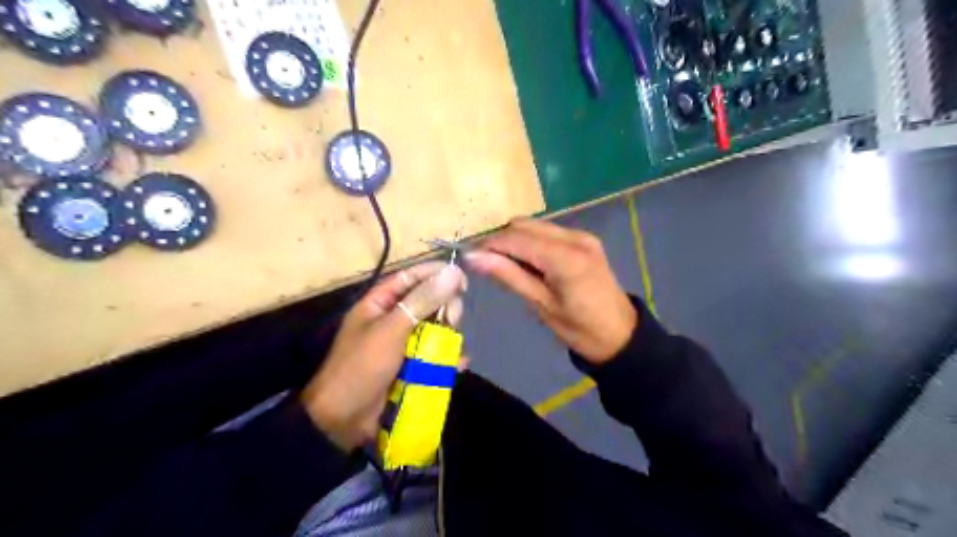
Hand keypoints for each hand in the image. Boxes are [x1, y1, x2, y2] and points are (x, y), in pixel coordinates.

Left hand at [297, 263, 464, 451]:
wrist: (342, 420)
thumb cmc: (362, 367)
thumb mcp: (391, 330)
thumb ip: (422, 301)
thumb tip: (453, 272)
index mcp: (380, 303)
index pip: (411, 277)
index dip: (436, 274)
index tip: (462, 279)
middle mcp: (393, 319)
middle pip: (428, 302)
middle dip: (444, 309)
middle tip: (451, 320)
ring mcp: (403, 343)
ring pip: (436, 328)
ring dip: (448, 336)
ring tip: (454, 347)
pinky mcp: (412, 365)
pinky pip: (435, 354)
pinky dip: (447, 358)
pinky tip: (458, 365)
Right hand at [466, 217, 633, 364]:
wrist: (619, 334)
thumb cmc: (579, 329)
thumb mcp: (541, 305)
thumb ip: (508, 276)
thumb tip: (473, 258)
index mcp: (566, 258)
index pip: (517, 239)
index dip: (489, 245)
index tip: (469, 256)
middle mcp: (575, 238)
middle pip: (524, 225)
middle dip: (500, 240)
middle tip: (486, 263)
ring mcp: (581, 235)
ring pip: (534, 225)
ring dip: (515, 240)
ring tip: (505, 265)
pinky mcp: (583, 239)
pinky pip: (547, 232)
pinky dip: (530, 242)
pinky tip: (527, 262)